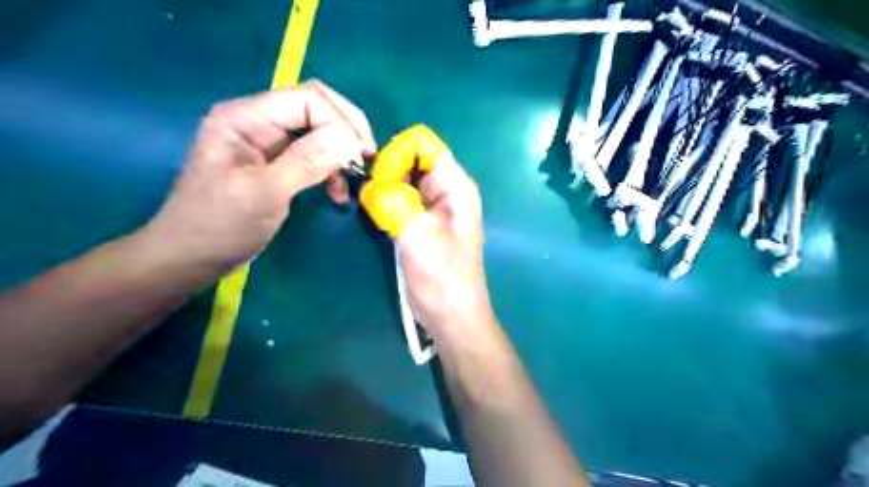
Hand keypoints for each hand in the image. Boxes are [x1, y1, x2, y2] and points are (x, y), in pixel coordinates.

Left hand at [146, 82, 376, 275]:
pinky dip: (331, 170)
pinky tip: (337, 193)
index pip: (307, 99)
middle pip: (316, 108)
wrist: (191, 257)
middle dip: (346, 131)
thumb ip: (306, 163)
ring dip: (341, 152)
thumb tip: (350, 139)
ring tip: (354, 179)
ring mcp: (268, 142)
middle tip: (366, 159)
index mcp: (245, 117)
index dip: (340, 122)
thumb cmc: (219, 226)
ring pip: (319, 131)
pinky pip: (314, 155)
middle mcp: (258, 121)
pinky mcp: (277, 163)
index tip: (361, 155)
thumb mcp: (264, 194)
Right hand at [360, 126, 495, 338]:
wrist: (450, 316)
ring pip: (400, 177)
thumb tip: (371, 184)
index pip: (423, 143)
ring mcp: (430, 204)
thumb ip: (397, 206)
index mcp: (455, 186)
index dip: (397, 154)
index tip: (379, 180)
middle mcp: (444, 189)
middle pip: (409, 158)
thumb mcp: (421, 240)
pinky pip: (397, 197)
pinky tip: (376, 217)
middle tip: (370, 198)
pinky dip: (383, 201)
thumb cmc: (444, 280)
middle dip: (386, 170)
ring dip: (382, 187)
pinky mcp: (418, 219)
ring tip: (371, 208)